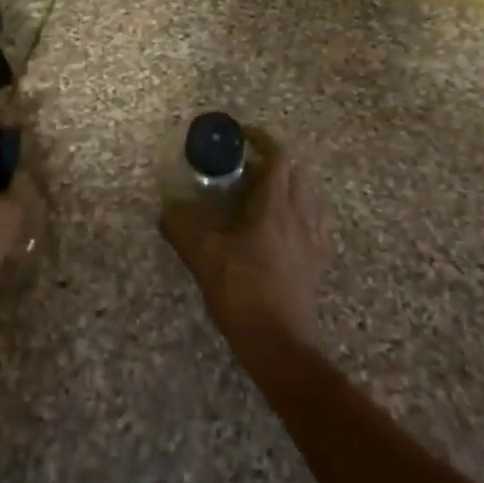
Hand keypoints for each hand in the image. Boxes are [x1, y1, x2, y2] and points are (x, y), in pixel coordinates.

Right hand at [159, 140, 327, 362]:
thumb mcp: (203, 256)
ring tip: (261, 196)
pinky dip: (298, 215)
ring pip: (306, 197)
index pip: (278, 156)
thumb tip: (166, 209)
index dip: (262, 140)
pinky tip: (281, 229)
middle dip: (271, 162)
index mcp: (275, 205)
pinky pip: (313, 224)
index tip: (241, 137)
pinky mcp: (317, 262)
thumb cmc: (243, 292)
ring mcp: (313, 240)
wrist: (280, 345)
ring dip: (286, 187)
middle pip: (294, 172)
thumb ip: (181, 227)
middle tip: (244, 169)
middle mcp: (300, 215)